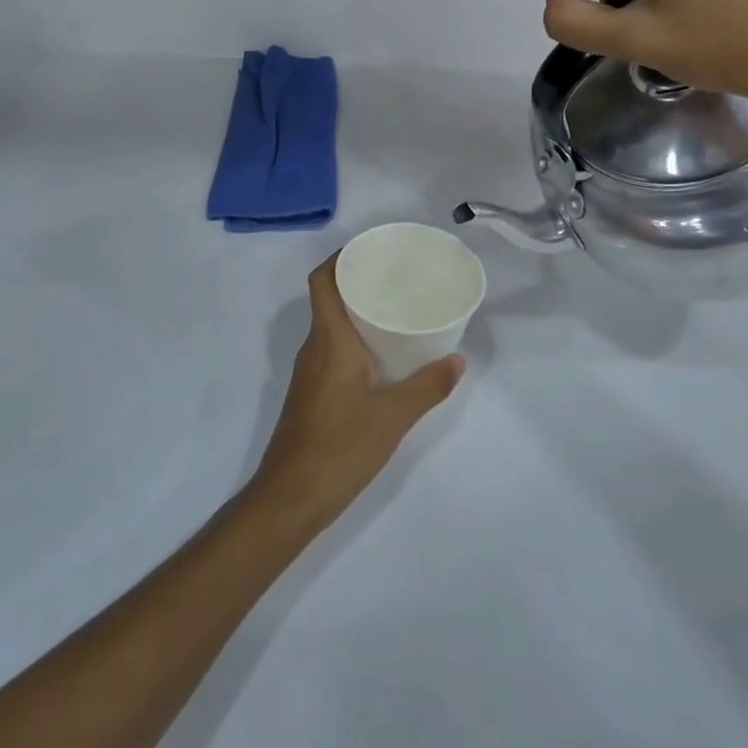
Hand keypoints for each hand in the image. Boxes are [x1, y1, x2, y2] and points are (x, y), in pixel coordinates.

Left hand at [247, 255, 464, 533]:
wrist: (291, 497)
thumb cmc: (340, 447)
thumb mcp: (393, 416)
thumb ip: (427, 387)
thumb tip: (457, 361)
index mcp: (329, 339)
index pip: (323, 280)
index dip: (341, 257)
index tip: (372, 250)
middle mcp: (314, 347)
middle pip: (329, 298)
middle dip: (359, 281)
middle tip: (398, 278)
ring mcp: (310, 371)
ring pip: (331, 326)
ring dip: (357, 312)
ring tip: (396, 310)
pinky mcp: (312, 393)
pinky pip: (332, 349)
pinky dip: (355, 339)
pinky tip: (382, 356)